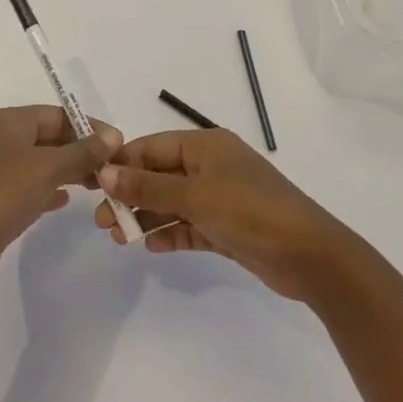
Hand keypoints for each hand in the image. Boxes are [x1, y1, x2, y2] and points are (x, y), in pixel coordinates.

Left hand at [0, 107, 122, 290]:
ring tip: (98, 185)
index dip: (89, 127)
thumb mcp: (49, 168)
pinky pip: (30, 184)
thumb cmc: (4, 195)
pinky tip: (67, 200)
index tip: (118, 144)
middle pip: (50, 136)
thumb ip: (83, 151)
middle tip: (112, 168)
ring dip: (70, 170)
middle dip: (81, 150)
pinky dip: (50, 188)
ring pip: (42, 162)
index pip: (57, 114)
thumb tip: (113, 136)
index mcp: (8, 121)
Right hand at [95, 129, 349, 300]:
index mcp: (206, 145)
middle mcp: (211, 166)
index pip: (152, 147)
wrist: (309, 256)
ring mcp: (221, 198)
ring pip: (173, 203)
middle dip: (131, 195)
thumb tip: (106, 172)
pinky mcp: (228, 228)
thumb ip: (149, 185)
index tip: (93, 185)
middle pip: (160, 175)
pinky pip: (190, 226)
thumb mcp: (195, 196)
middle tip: (103, 221)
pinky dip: (171, 234)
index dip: (122, 163)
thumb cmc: (250, 212)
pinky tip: (152, 247)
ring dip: (147, 217)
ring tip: (119, 238)